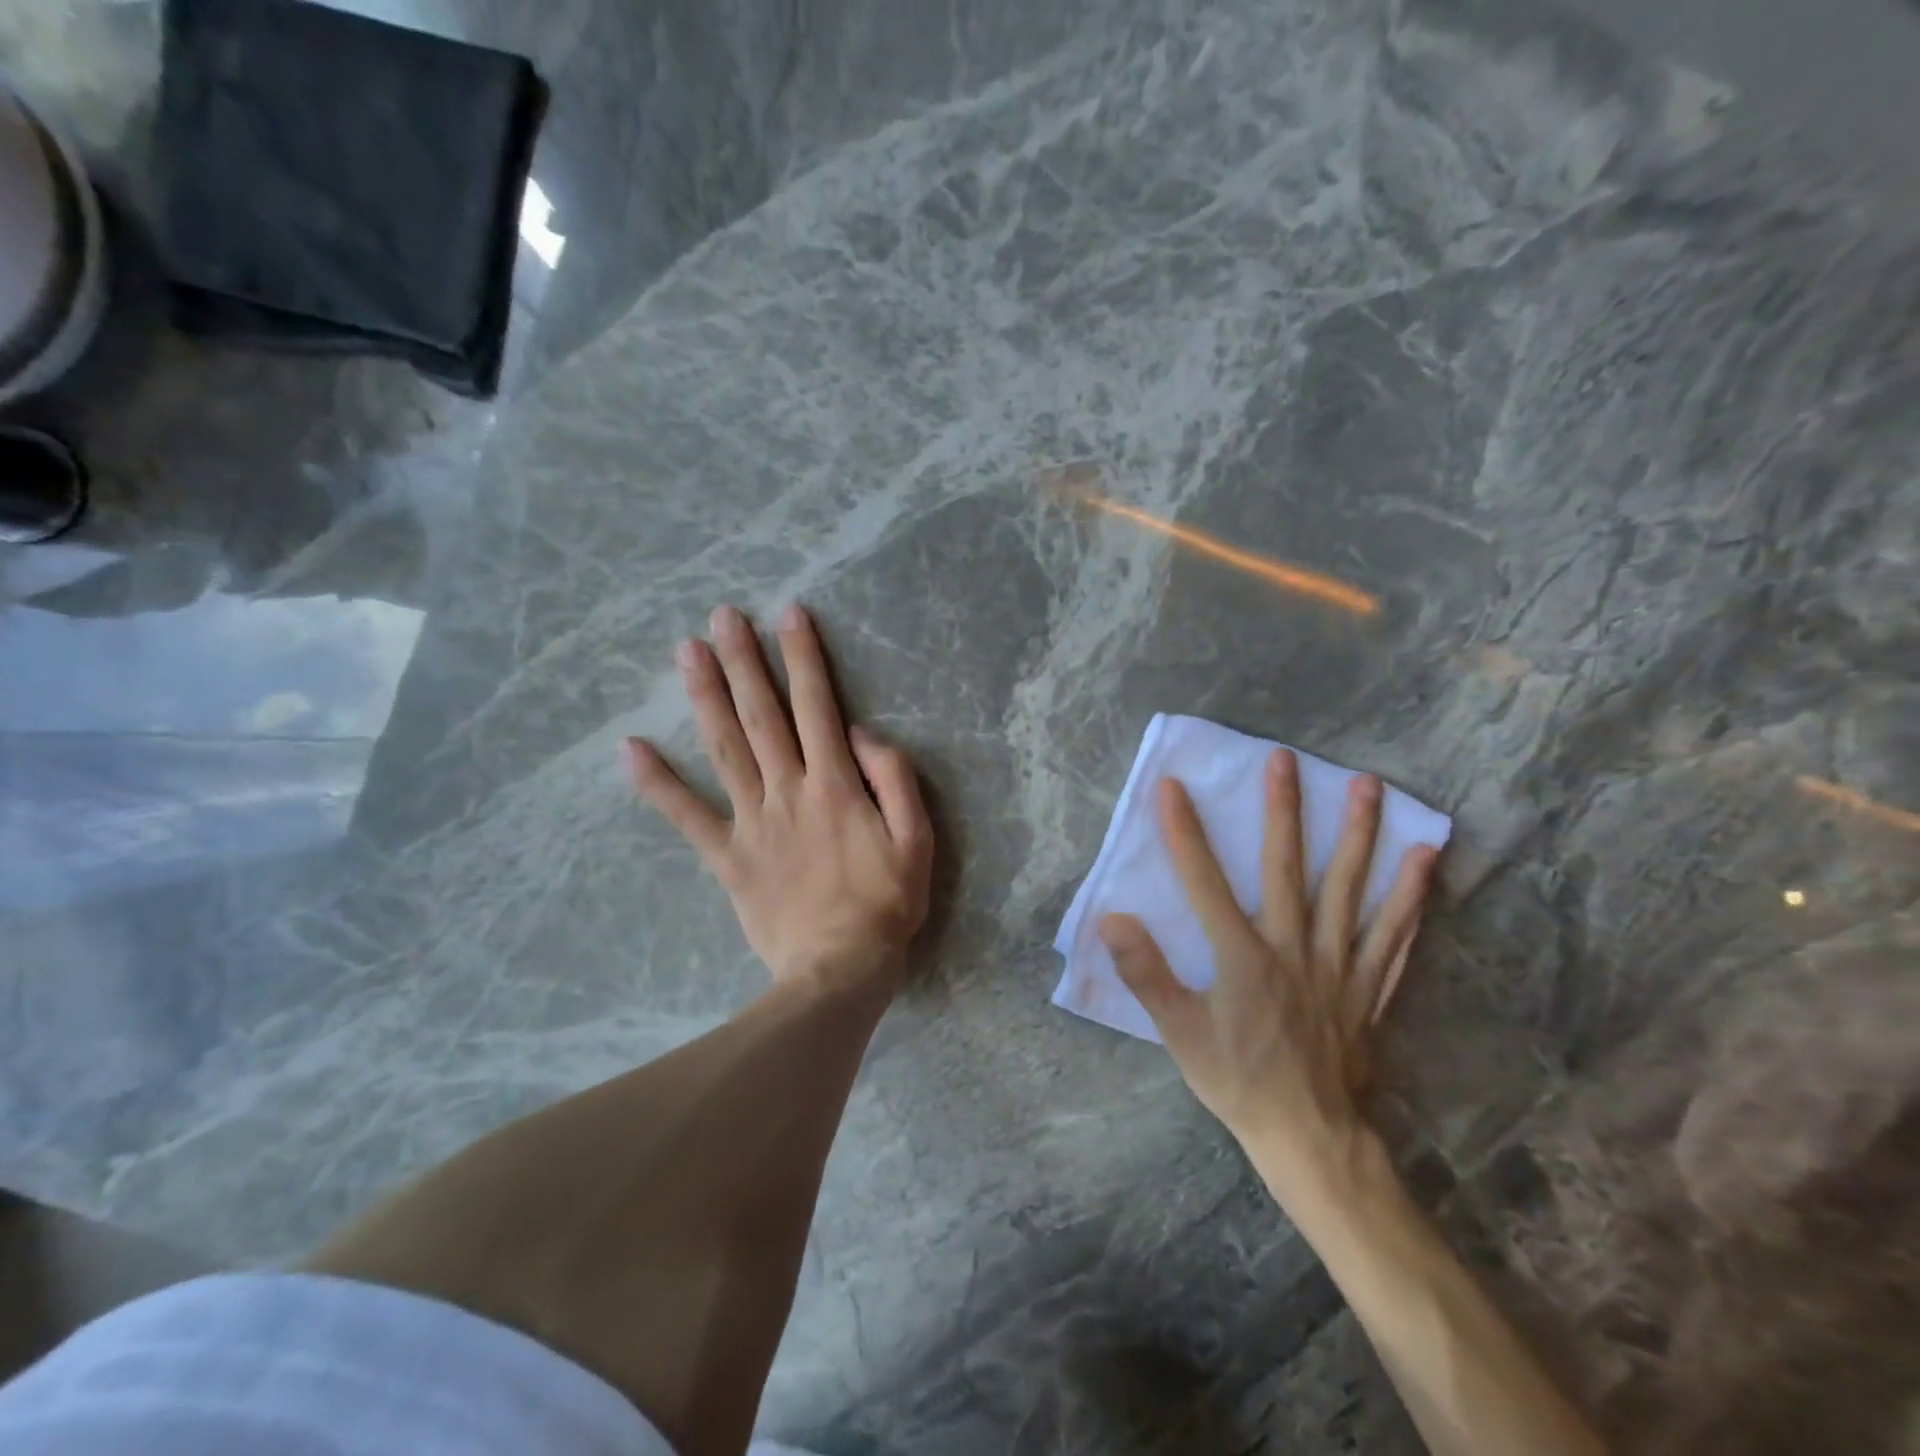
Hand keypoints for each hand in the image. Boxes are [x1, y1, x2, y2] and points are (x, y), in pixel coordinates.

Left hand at [624, 604, 933, 993]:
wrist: (839, 969)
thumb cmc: (885, 903)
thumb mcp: (916, 839)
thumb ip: (893, 778)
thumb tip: (861, 734)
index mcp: (835, 784)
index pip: (817, 706)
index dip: (804, 657)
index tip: (788, 614)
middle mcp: (787, 790)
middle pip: (761, 716)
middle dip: (744, 661)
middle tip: (721, 616)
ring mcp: (752, 822)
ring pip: (725, 748)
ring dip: (705, 697)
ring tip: (685, 652)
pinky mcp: (728, 857)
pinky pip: (688, 816)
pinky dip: (657, 783)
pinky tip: (630, 749)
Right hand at [1098, 751, 1436, 1200]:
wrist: (1311, 1137)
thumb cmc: (1238, 1081)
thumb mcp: (1180, 1034)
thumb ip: (1147, 974)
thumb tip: (1112, 920)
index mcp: (1242, 956)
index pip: (1205, 882)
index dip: (1186, 833)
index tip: (1173, 786)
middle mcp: (1293, 947)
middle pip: (1287, 868)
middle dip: (1282, 811)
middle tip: (1284, 760)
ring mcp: (1338, 963)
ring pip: (1350, 889)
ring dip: (1359, 835)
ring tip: (1369, 786)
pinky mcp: (1368, 984)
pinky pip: (1394, 933)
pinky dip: (1410, 895)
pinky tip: (1426, 860)